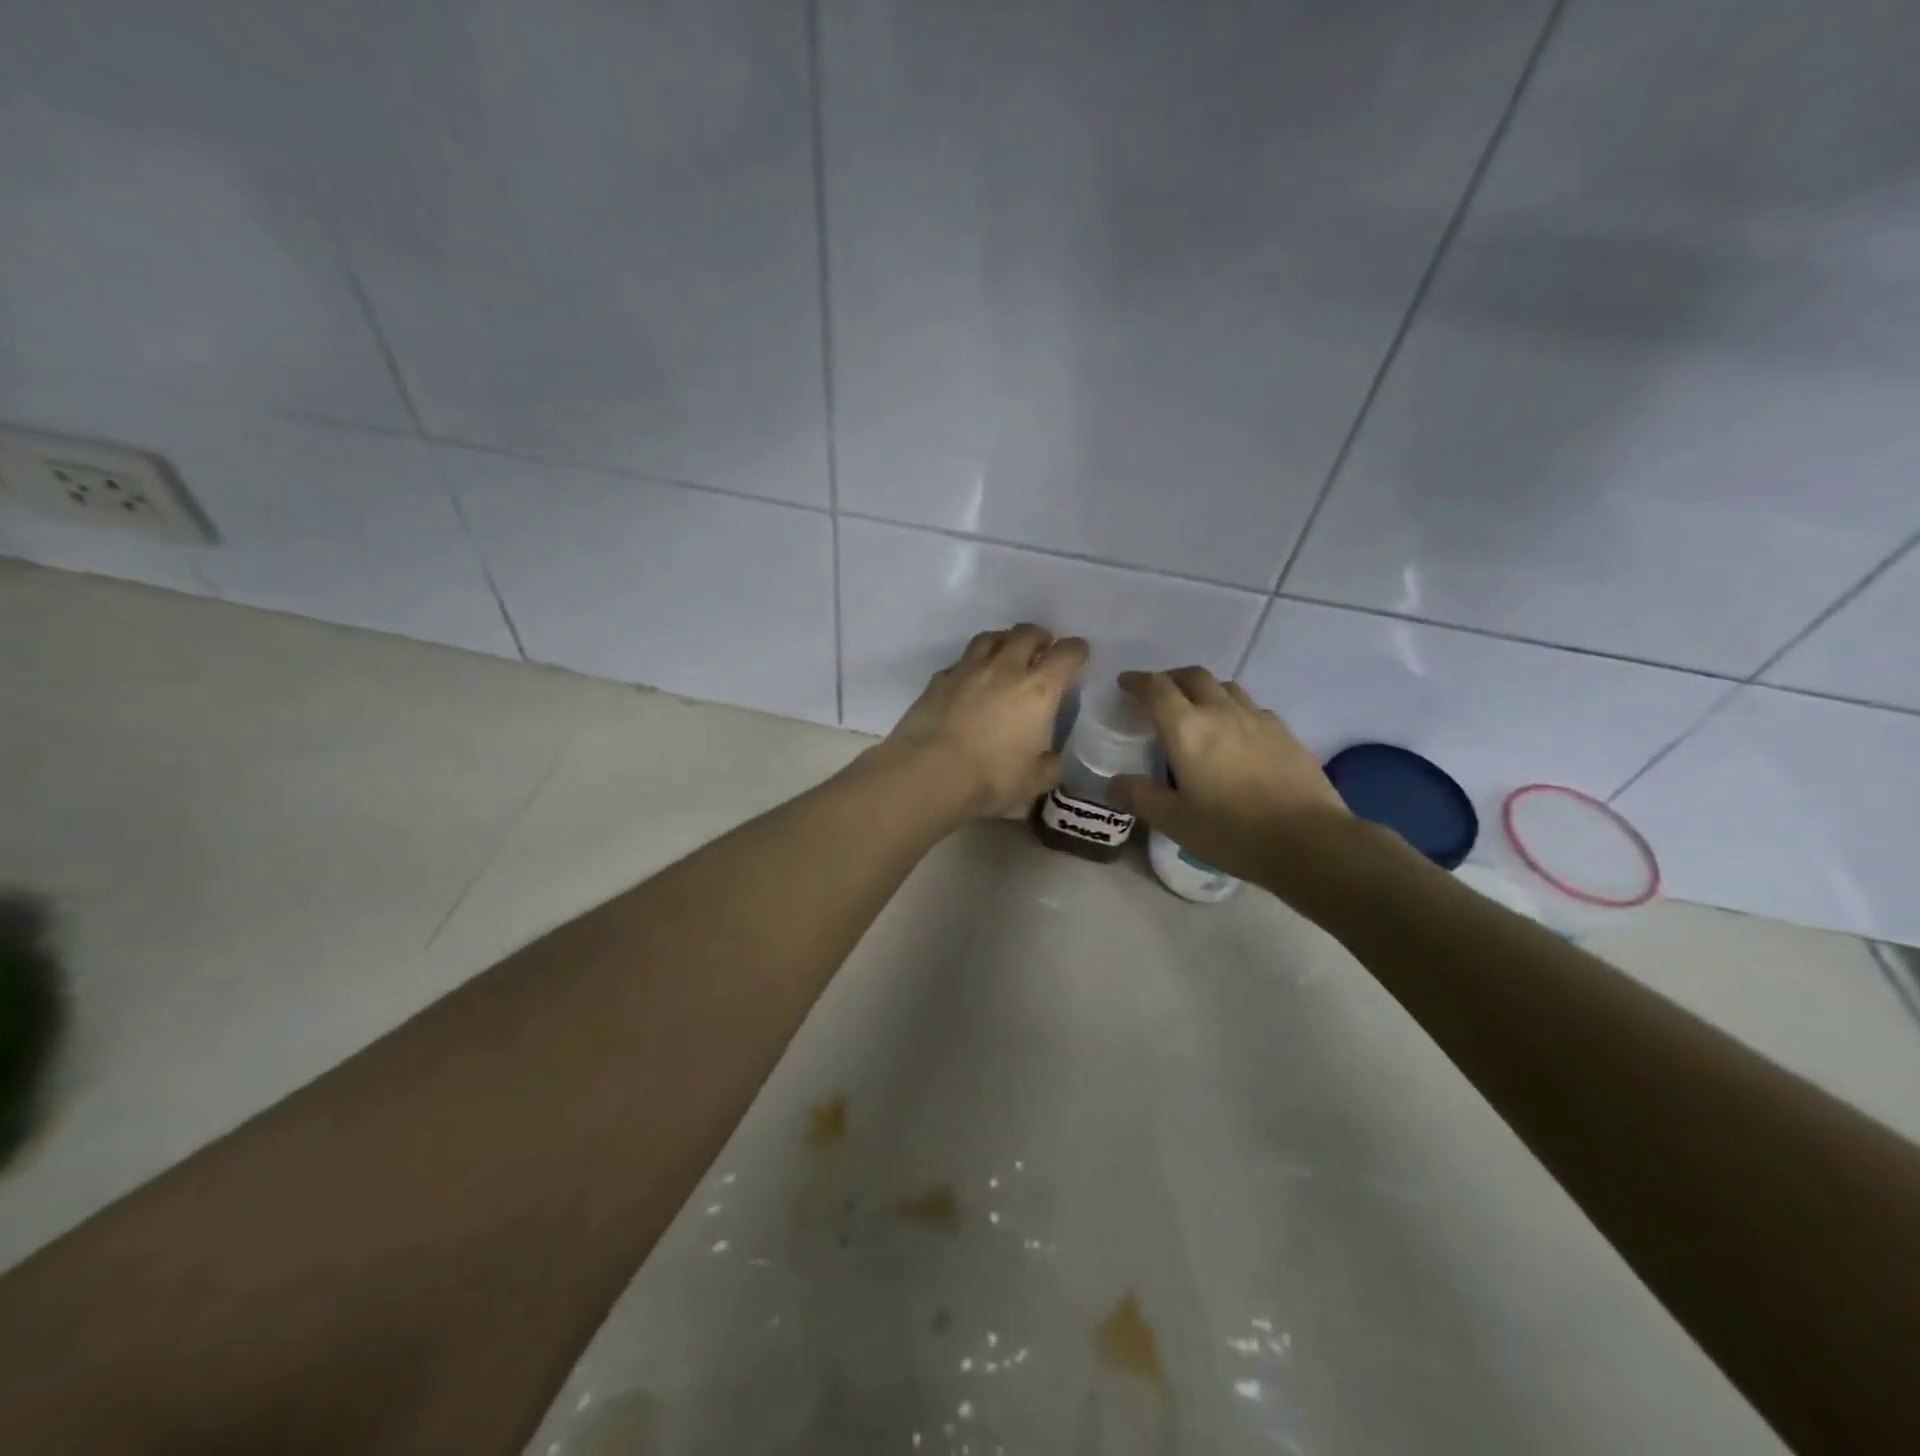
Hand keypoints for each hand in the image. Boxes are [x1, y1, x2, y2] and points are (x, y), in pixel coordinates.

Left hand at [882, 624, 1089, 817]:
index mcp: (1038, 690)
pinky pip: (961, 661)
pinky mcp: (938, 679)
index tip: (1079, 654)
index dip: (1076, 651)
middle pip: (1026, 633)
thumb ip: (1049, 766)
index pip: (1066, 654)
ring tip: (1006, 653)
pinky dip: (971, 664)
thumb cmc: (990, 779)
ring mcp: (968, 670)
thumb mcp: (1033, 783)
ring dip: (1004, 641)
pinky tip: (970, 679)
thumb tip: (1052, 758)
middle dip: (1040, 637)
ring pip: (990, 638)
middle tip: (1042, 649)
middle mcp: (1005, 669)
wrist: (928, 773)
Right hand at [1112, 667, 1349, 888]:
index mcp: (1187, 729)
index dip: (1136, 681)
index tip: (1124, 684)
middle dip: (1170, 678)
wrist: (1309, 841)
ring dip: (1204, 689)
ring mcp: (1258, 719)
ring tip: (1196, 710)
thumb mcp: (1174, 821)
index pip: (1156, 688)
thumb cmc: (1232, 831)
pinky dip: (1233, 709)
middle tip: (1158, 694)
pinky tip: (1236, 733)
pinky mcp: (1284, 733)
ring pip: (1226, 687)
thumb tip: (1113, 783)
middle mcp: (1221, 712)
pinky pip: (1252, 707)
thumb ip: (1140, 797)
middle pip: (1193, 676)